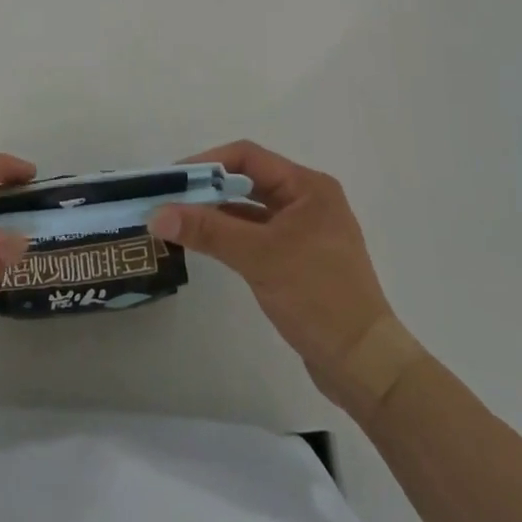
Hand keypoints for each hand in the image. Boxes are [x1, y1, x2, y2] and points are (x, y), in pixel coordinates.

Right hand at [150, 140, 399, 409]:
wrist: (364, 363)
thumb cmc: (317, 296)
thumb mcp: (260, 257)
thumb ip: (208, 231)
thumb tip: (157, 215)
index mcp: (307, 187)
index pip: (248, 157)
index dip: (207, 163)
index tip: (171, 180)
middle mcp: (308, 200)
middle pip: (248, 180)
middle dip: (208, 188)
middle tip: (167, 200)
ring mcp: (305, 231)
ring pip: (251, 209)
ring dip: (217, 213)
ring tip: (177, 221)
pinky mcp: (299, 259)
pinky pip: (257, 234)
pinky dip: (231, 236)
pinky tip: (205, 244)